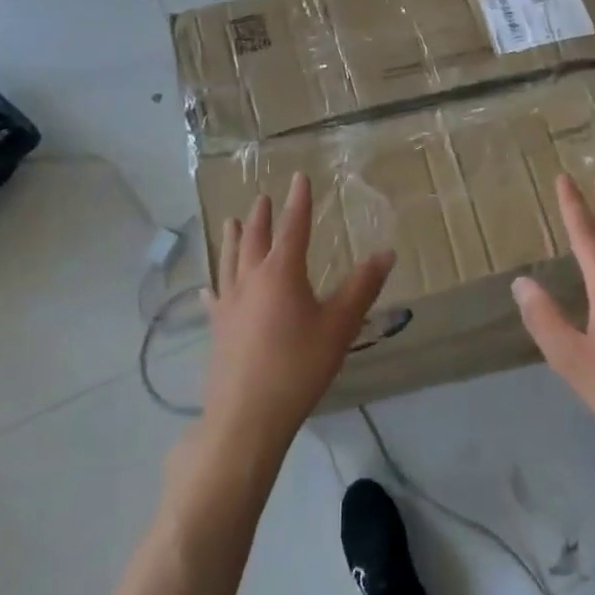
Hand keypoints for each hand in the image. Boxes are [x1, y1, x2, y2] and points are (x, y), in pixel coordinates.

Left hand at [202, 173, 395, 457]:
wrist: (247, 417)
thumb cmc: (298, 367)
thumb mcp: (339, 326)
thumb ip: (362, 287)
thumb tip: (386, 252)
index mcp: (282, 272)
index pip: (293, 227)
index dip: (298, 202)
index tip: (298, 177)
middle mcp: (251, 279)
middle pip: (256, 238)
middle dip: (263, 216)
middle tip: (263, 197)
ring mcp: (229, 303)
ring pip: (230, 260)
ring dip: (235, 238)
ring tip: (233, 222)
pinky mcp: (217, 329)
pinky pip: (214, 297)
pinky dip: (214, 285)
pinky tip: (207, 287)